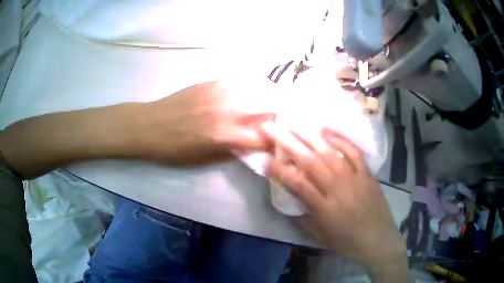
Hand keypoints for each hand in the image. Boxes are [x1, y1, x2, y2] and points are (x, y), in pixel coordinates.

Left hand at [139, 79, 278, 164]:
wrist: (149, 126)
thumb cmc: (174, 150)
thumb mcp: (204, 159)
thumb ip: (232, 151)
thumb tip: (252, 145)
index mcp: (224, 135)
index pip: (263, 138)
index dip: (276, 142)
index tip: (280, 143)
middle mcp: (227, 110)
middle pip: (266, 108)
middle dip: (278, 116)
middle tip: (281, 121)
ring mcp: (220, 92)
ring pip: (256, 90)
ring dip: (268, 97)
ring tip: (273, 102)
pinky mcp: (211, 82)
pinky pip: (239, 80)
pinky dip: (251, 86)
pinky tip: (252, 90)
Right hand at [262, 123, 407, 281]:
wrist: (379, 241)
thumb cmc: (348, 243)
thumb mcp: (321, 237)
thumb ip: (303, 219)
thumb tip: (290, 204)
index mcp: (324, 208)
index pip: (297, 183)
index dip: (278, 169)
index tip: (264, 157)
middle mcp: (337, 188)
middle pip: (310, 161)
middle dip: (287, 142)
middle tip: (271, 127)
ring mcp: (354, 178)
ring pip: (329, 152)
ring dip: (310, 135)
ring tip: (294, 122)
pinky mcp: (367, 174)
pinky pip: (354, 152)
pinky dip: (341, 139)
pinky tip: (327, 130)